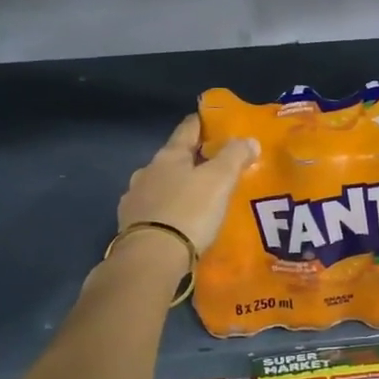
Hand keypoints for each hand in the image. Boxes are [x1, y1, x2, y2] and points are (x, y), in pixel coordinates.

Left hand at [117, 116, 257, 253]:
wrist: (150, 258)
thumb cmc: (189, 212)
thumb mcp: (219, 180)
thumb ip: (235, 156)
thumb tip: (249, 139)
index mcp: (169, 155)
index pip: (188, 129)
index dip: (202, 123)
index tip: (214, 121)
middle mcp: (147, 171)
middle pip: (173, 158)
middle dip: (192, 160)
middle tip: (214, 168)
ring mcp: (134, 198)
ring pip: (161, 184)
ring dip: (177, 187)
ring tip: (197, 198)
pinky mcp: (130, 225)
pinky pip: (153, 210)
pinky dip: (166, 210)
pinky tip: (176, 221)